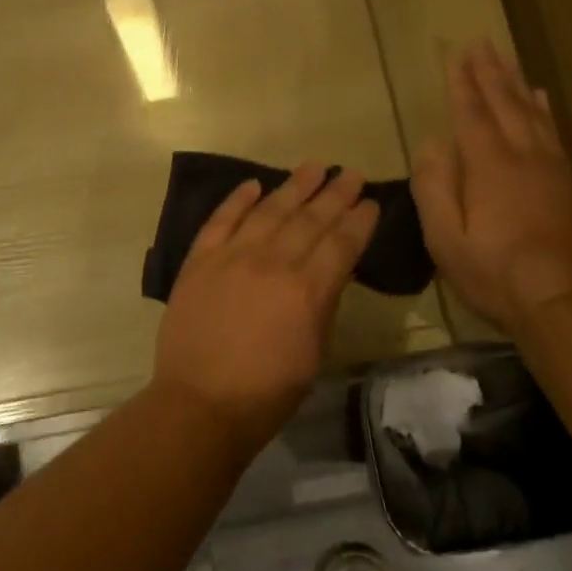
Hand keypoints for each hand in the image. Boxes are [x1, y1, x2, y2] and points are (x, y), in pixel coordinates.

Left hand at [152, 163, 379, 454]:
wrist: (200, 404)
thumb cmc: (266, 393)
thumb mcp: (313, 354)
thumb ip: (323, 305)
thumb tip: (330, 272)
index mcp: (306, 291)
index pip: (341, 244)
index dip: (359, 220)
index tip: (371, 202)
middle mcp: (272, 263)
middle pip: (310, 219)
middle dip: (335, 194)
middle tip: (351, 173)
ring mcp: (232, 256)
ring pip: (269, 210)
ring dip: (294, 185)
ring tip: (314, 166)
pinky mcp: (200, 260)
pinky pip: (221, 220)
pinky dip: (238, 200)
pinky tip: (254, 184)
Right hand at [411, 42, 571, 329]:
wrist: (561, 301)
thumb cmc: (493, 272)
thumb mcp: (445, 238)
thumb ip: (434, 187)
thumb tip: (432, 144)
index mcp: (489, 166)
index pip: (472, 114)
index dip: (463, 83)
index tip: (457, 55)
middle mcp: (524, 156)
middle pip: (506, 104)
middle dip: (491, 72)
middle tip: (482, 43)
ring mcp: (552, 168)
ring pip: (533, 113)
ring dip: (517, 83)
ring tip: (507, 59)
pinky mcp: (570, 183)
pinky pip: (555, 132)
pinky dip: (545, 109)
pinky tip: (541, 98)